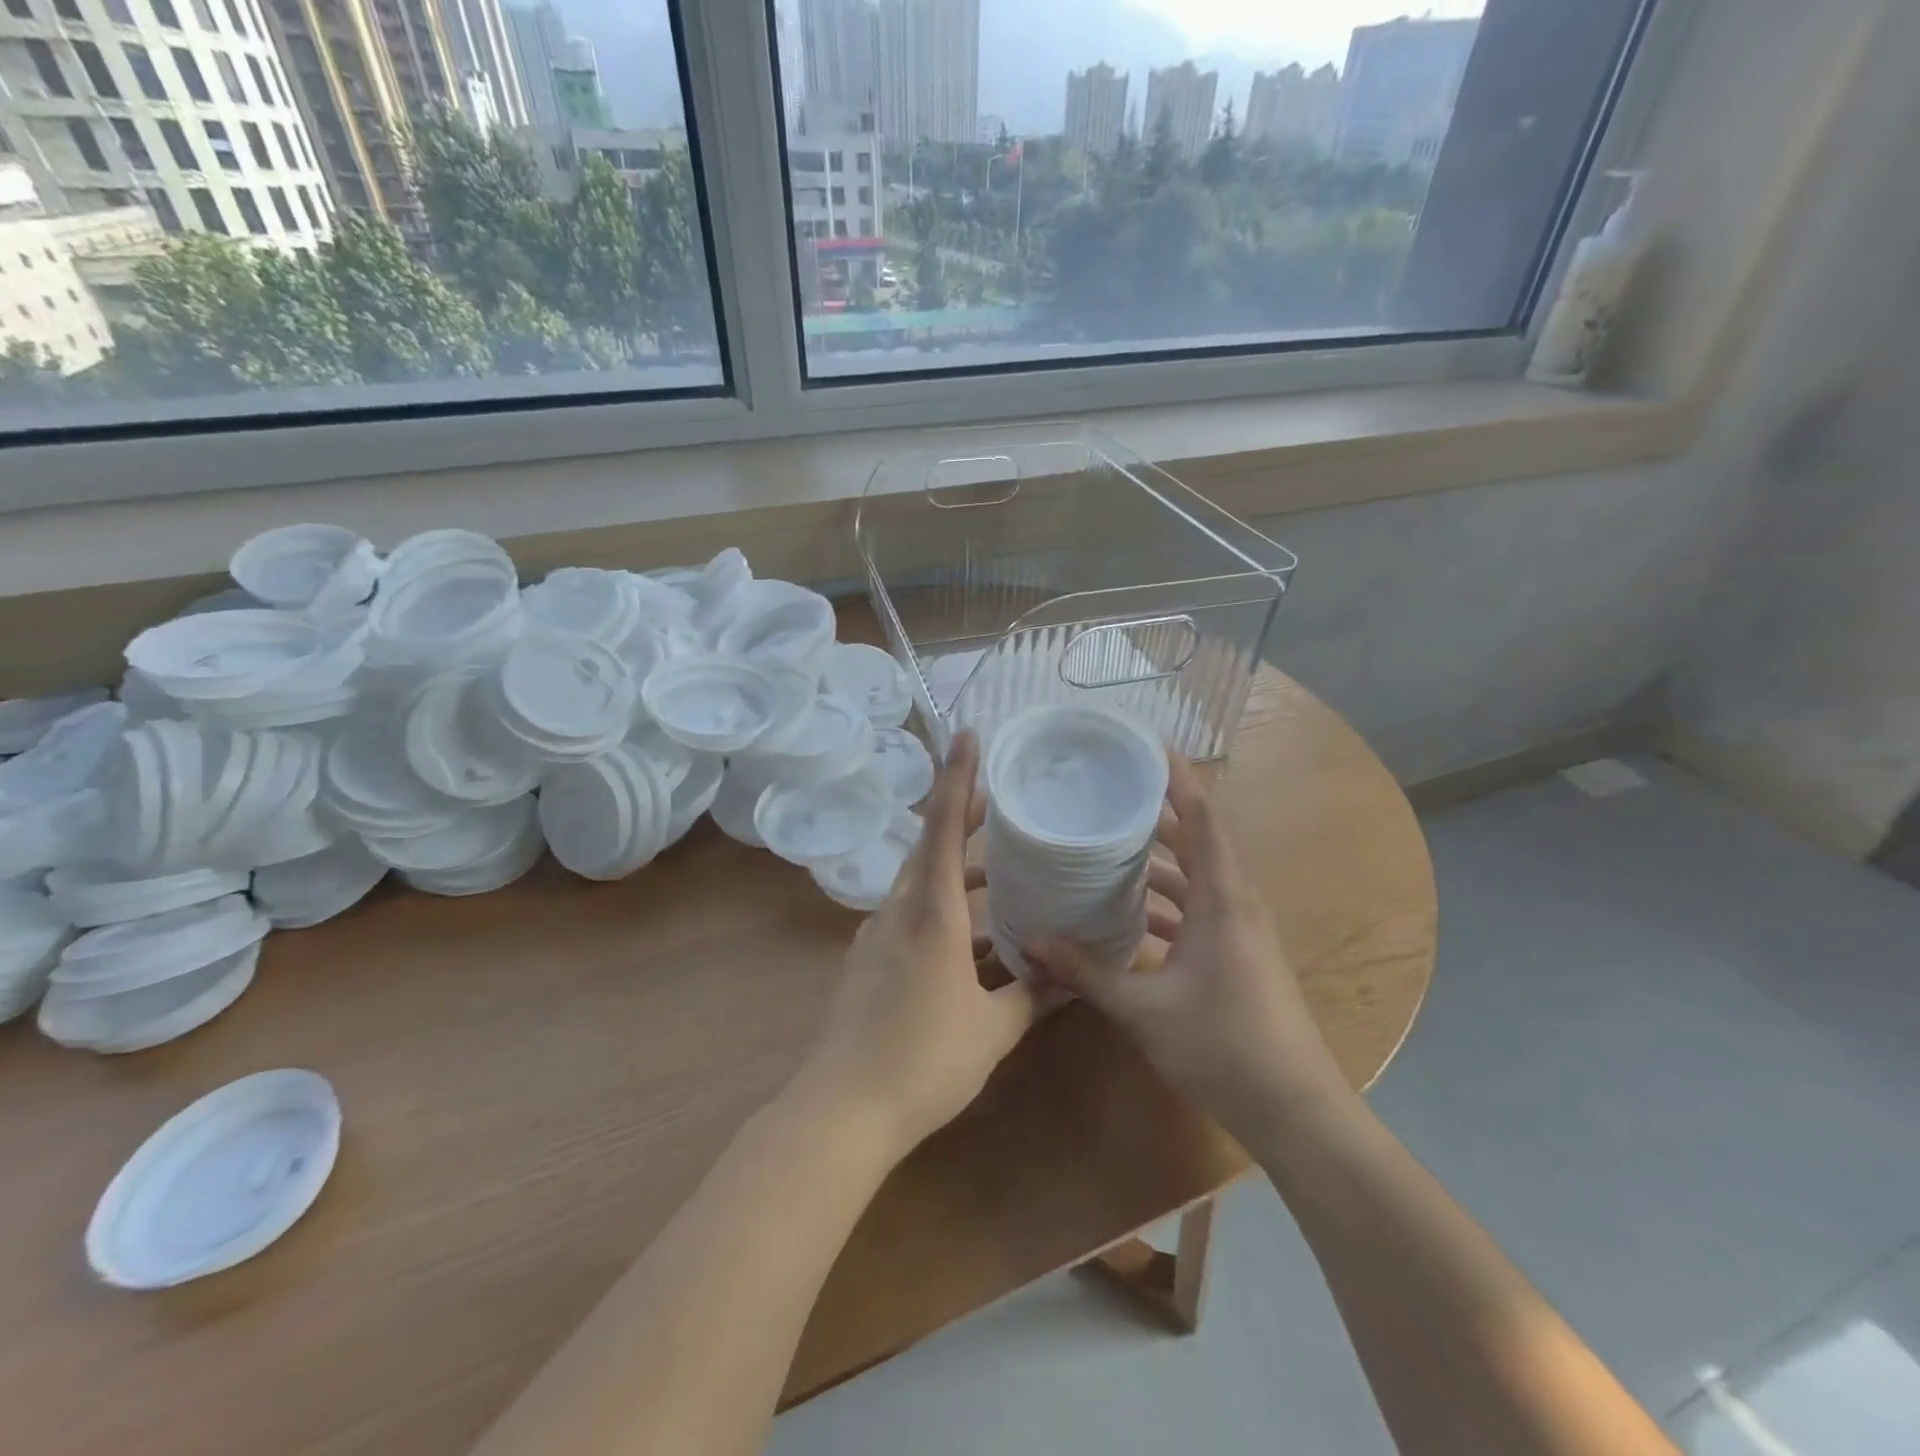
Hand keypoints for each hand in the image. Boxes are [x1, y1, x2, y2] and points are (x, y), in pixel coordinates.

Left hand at [794, 731, 1046, 1160]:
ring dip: (955, 868)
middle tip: (1002, 801)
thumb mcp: (991, 1031)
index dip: (956, 777)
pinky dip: (942, 906)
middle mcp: (899, 911)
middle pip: (928, 845)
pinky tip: (973, 936)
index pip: (941, 827)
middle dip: (962, 817)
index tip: (967, 735)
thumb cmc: (922, 1063)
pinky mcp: (869, 959)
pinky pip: (910, 913)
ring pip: (919, 881)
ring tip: (999, 869)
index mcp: (930, 915)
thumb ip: (1033, 996)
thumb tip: (1073, 976)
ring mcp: (878, 935)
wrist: (841, 1111)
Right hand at [1026, 754, 1351, 1141]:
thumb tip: (1031, 941)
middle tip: (1112, 789)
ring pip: (1198, 875)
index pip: (1202, 817)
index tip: (1145, 746)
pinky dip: (1168, 898)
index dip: (1177, 778)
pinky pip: (1200, 906)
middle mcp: (1236, 902)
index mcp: (1222, 898)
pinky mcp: (1238, 953)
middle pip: (1199, 838)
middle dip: (1159, 810)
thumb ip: (1087, 971)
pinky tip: (1132, 911)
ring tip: (1112, 841)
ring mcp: (1240, 929)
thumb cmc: (1224, 1048)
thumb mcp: (1144, 1009)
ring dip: (1161, 857)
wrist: (1295, 1111)